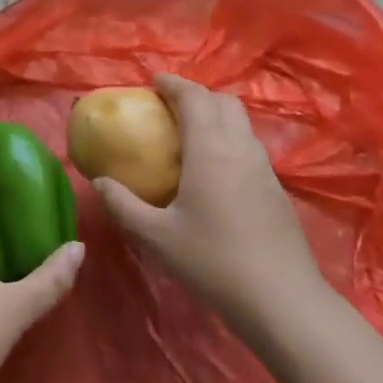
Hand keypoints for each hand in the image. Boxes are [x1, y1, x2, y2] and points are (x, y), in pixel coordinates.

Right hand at [95, 74, 323, 333]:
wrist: (282, 301)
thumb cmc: (213, 262)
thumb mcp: (156, 236)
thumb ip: (123, 205)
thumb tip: (99, 181)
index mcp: (210, 150)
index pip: (194, 97)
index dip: (173, 83)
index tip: (152, 82)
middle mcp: (241, 149)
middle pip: (224, 102)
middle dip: (196, 95)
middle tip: (169, 106)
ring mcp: (264, 169)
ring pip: (241, 124)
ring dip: (215, 116)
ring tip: (189, 135)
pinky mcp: (277, 190)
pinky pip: (249, 147)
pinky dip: (229, 140)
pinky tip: (214, 171)